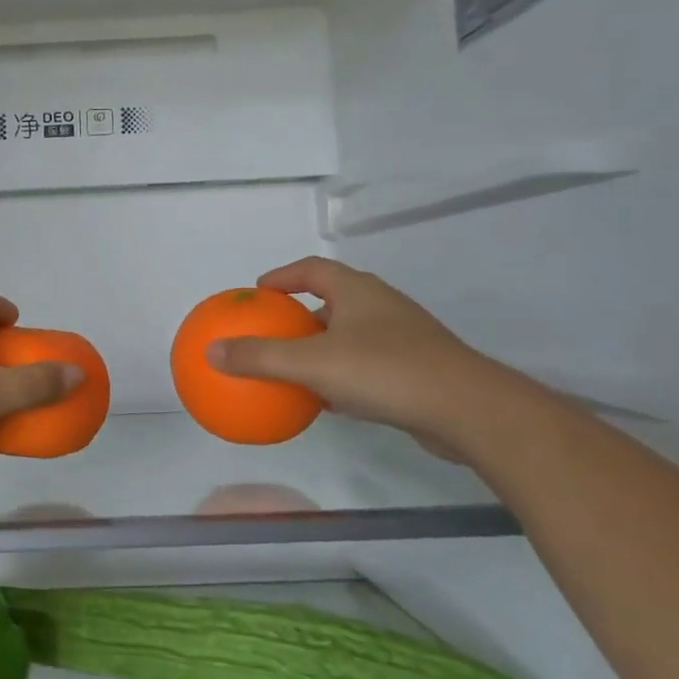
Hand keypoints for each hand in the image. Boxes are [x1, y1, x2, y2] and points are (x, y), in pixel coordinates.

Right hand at [208, 258, 505, 447]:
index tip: (258, 291)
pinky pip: (365, 365)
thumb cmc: (385, 371)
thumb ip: (260, 357)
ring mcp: (402, 338)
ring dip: (320, 346)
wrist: (468, 409)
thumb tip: (210, 352)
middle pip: (332, 299)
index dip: (283, 276)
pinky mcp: (415, 370)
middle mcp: (381, 306)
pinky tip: (325, 400)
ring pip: (350, 334)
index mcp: (357, 291)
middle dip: (300, 312)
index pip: (312, 269)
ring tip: (291, 364)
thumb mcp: (311, 363)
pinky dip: (340, 375)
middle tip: (271, 330)